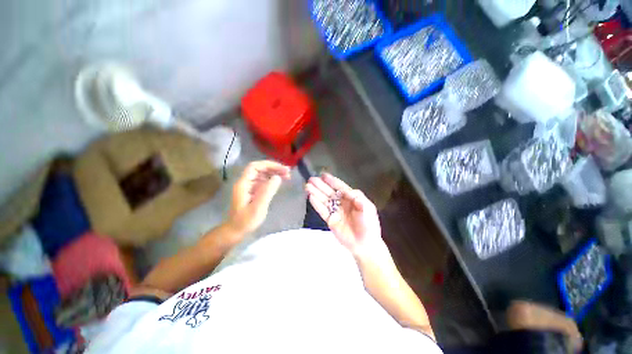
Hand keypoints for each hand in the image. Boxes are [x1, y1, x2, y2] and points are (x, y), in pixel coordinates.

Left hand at [227, 161, 290, 234]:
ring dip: (274, 173)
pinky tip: (280, 181)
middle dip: (274, 168)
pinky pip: (263, 181)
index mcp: (244, 184)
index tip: (282, 169)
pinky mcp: (253, 191)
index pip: (255, 166)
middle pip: (259, 169)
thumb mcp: (258, 207)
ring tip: (287, 175)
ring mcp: (249, 186)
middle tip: (288, 172)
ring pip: (262, 174)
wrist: (236, 230)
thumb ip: (267, 191)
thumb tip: (277, 177)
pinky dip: (272, 179)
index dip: (269, 165)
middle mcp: (246, 182)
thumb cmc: (246, 221)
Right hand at [306, 173, 388, 260]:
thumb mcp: (367, 208)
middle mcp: (342, 203)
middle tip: (311, 179)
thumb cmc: (368, 224)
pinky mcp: (330, 220)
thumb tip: (348, 191)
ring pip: (324, 200)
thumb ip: (358, 198)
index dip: (332, 181)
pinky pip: (322, 211)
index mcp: (352, 198)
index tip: (324, 175)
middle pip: (329, 192)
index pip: (340, 187)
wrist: (365, 244)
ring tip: (307, 186)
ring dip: (316, 193)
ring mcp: (335, 211)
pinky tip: (310, 197)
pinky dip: (316, 204)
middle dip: (321, 185)